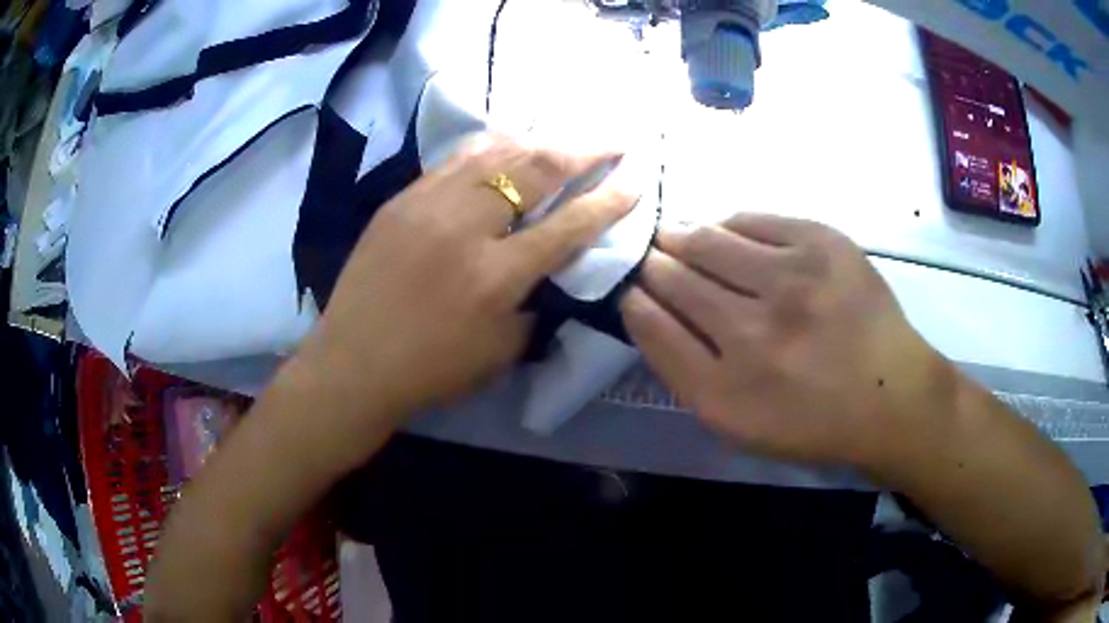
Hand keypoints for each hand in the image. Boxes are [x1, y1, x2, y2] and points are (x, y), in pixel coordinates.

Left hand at [298, 133, 637, 422]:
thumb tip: (549, 266)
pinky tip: (509, 145)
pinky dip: (492, 148)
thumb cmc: (430, 370)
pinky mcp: (401, 199)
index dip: (610, 200)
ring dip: (539, 139)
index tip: (636, 179)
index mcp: (496, 276)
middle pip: (536, 169)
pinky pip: (456, 159)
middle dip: (584, 149)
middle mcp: (465, 227)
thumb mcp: (501, 352)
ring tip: (565, 137)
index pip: (569, 224)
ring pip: (495, 151)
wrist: (352, 363)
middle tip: (613, 140)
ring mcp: (427, 204)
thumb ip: (534, 303)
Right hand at [621, 214, 946, 470]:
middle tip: (649, 255)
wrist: (891, 394)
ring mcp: (792, 281)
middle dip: (653, 263)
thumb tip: (647, 308)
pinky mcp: (822, 244)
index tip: (631, 288)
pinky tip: (724, 232)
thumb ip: (685, 371)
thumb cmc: (812, 419)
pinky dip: (728, 224)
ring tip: (674, 235)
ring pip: (707, 241)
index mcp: (727, 391)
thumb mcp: (738, 423)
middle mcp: (755, 332)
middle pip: (675, 278)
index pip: (654, 326)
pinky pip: (752, 219)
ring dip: (681, 236)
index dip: (634, 300)